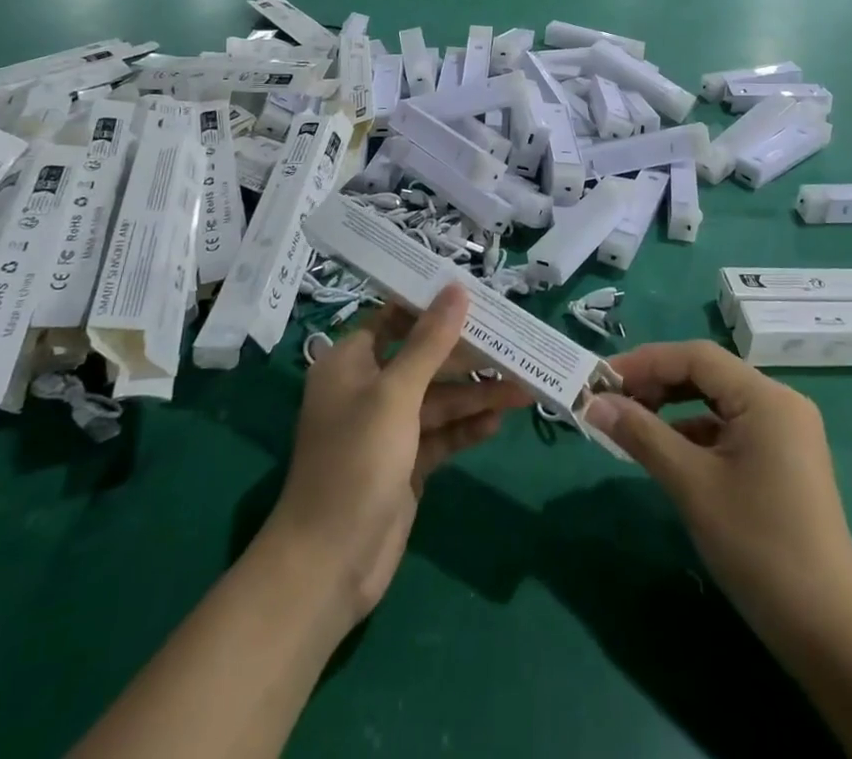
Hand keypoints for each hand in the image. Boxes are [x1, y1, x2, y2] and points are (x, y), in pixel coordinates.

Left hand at [265, 286, 531, 625]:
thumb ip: (430, 342)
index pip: (394, 317)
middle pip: (423, 359)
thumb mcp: (395, 394)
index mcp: (350, 362)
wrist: (329, 564)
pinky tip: (497, 423)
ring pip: (438, 399)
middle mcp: (367, 389)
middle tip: (512, 344)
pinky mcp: (404, 464)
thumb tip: (456, 288)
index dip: (431, 305)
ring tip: (522, 388)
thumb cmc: (355, 462)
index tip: (475, 294)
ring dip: (475, 395)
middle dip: (466, 355)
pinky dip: (465, 428)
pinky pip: (440, 435)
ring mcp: (387, 429)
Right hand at [585, 342, 851, 646]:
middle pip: (707, 374)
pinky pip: (730, 429)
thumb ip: (641, 434)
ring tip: (632, 425)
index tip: (602, 380)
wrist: (828, 632)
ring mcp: (785, 432)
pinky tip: (667, 453)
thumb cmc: (757, 546)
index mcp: (766, 397)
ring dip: (673, 409)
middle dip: (657, 383)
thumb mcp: (691, 485)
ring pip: (717, 402)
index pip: (696, 357)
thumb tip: (594, 403)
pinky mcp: (783, 460)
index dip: (645, 361)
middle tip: (612, 402)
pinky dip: (695, 434)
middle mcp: (780, 403)